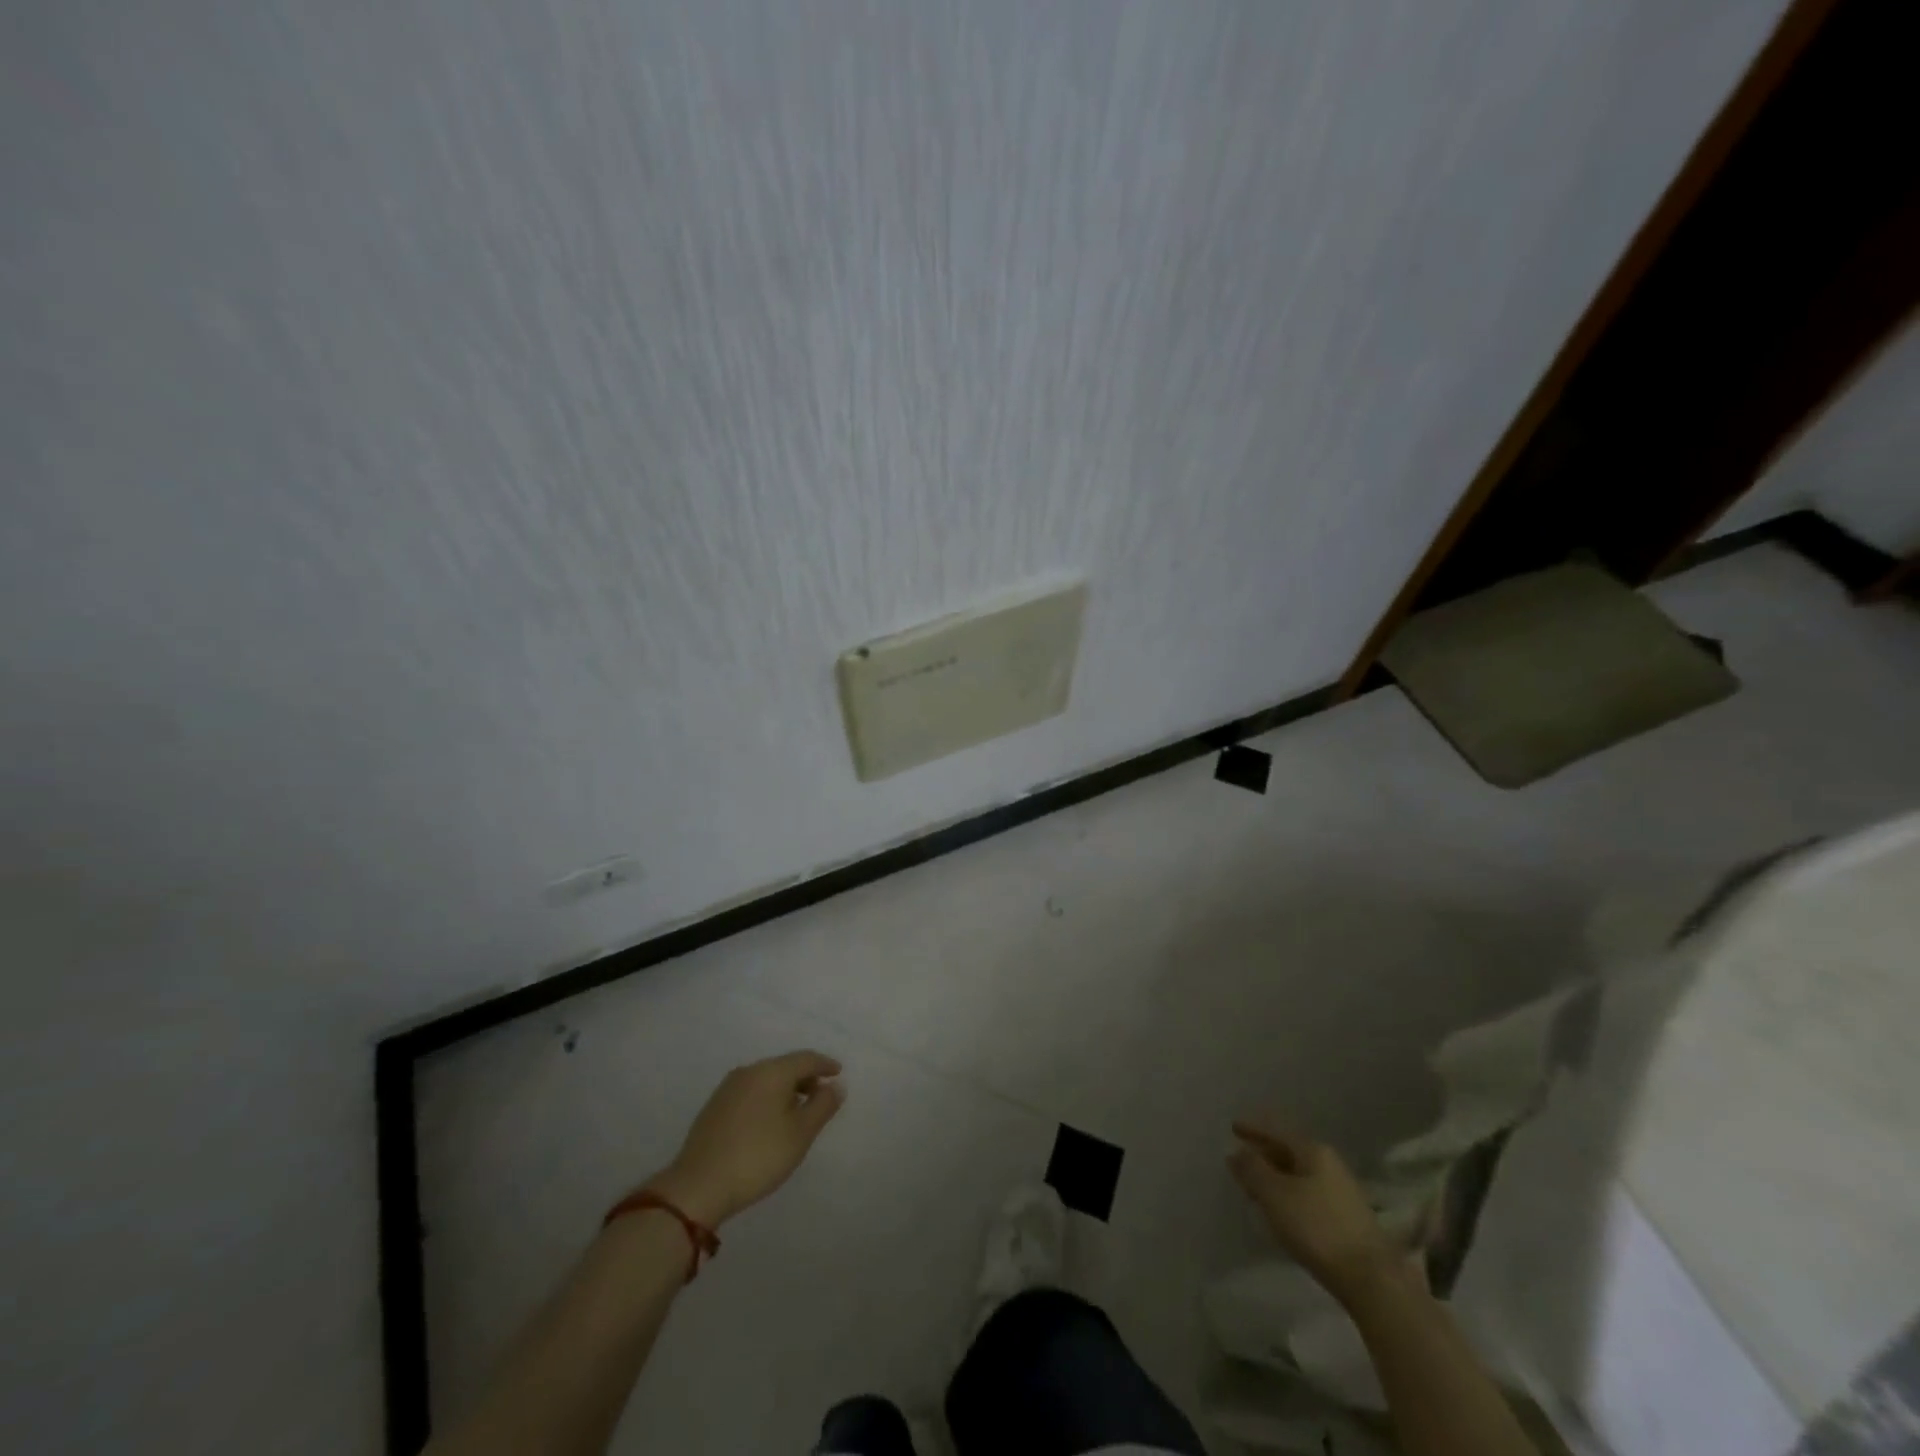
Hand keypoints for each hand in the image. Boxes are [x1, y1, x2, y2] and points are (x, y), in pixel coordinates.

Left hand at [644, 1051, 844, 1227]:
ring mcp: (728, 1088)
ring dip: (786, 1090)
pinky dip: (767, 1099)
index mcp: (772, 1071)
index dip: (825, 1064)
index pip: (806, 1058)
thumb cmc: (758, 1156)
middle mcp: (749, 1071)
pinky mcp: (714, 1107)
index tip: (838, 1073)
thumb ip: (822, 1106)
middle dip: (805, 1078)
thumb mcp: (800, 1133)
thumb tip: (835, 1085)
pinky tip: (769, 1121)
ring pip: (766, 1079)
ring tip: (797, 1111)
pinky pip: (751, 1092)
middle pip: (785, 1066)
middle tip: (821, 1095)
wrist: (698, 1186)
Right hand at [1229, 1119, 1400, 1303]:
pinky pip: (1309, 1192)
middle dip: (1263, 1153)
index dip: (1253, 1128)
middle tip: (1240, 1159)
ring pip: (1299, 1173)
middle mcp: (1330, 1163)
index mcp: (1313, 1150)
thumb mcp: (1274, 1195)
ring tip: (1255, 1186)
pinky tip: (1282, 1208)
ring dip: (1276, 1175)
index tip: (1233, 1127)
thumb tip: (1237, 1151)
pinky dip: (1290, 1193)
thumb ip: (1252, 1169)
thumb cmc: (1316, 1228)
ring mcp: (1342, 1191)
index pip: (1277, 1131)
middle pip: (1289, 1150)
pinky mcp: (1348, 1217)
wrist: (1371, 1279)